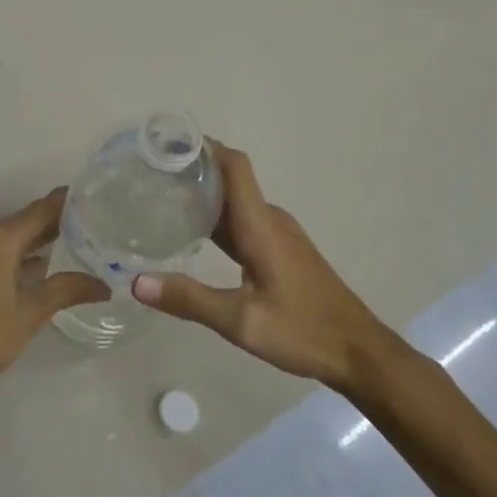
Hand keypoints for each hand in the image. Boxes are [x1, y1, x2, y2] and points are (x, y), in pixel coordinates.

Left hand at [0, 190, 108, 407]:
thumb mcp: (30, 313)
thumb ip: (67, 290)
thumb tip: (103, 285)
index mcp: (0, 237)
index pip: (43, 208)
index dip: (71, 202)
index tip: (99, 199)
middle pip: (28, 219)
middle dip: (60, 222)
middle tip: (97, 224)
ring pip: (13, 236)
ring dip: (41, 239)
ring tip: (79, 244)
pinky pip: (0, 249)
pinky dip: (22, 254)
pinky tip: (43, 267)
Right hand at [131, 141, 398, 392]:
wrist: (360, 353)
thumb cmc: (303, 330)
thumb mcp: (241, 321)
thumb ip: (189, 300)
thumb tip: (136, 282)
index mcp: (261, 225)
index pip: (234, 165)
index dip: (204, 147)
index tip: (167, 143)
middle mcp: (270, 220)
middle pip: (230, 179)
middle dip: (193, 170)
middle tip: (150, 173)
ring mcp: (279, 235)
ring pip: (236, 202)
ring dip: (204, 195)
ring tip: (163, 198)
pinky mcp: (282, 251)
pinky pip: (244, 221)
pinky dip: (217, 218)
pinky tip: (194, 234)